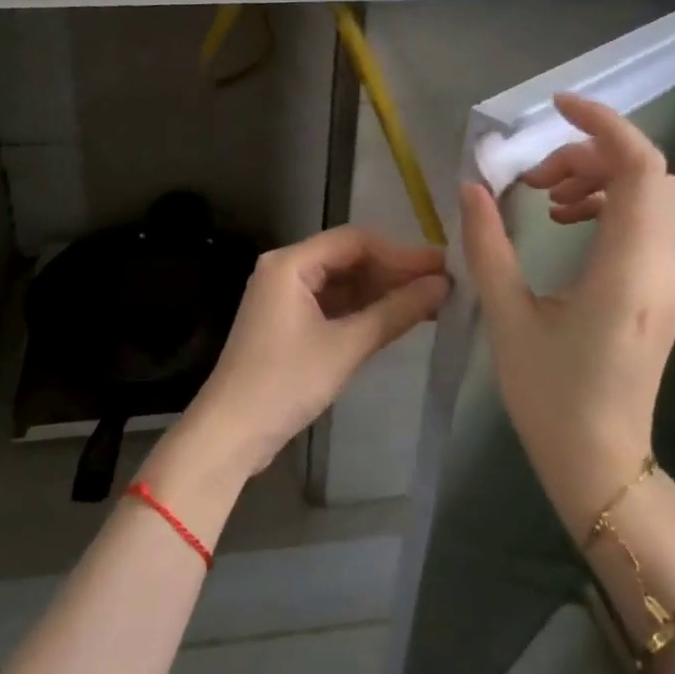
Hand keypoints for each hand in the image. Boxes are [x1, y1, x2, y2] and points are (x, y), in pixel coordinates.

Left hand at [162, 227, 448, 487]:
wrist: (231, 432)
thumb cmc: (285, 383)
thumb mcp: (345, 346)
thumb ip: (395, 312)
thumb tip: (443, 284)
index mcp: (290, 263)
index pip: (355, 241)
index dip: (401, 253)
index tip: (442, 269)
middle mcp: (285, 270)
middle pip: (348, 258)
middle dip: (393, 272)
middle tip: (443, 287)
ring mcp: (284, 297)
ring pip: (342, 282)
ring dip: (381, 291)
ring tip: (430, 303)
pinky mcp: (288, 323)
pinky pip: (332, 304)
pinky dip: (363, 310)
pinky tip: (397, 319)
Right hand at [458, 94, 674, 538]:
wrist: (601, 464)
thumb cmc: (550, 396)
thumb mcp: (508, 317)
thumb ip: (487, 245)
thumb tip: (472, 188)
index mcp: (627, 272)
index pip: (640, 169)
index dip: (604, 125)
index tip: (557, 108)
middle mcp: (662, 269)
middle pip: (650, 176)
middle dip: (592, 155)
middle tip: (536, 177)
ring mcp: (668, 283)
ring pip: (653, 199)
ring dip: (601, 181)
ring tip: (547, 201)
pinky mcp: (662, 296)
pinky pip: (647, 227)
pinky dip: (610, 207)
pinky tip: (566, 228)